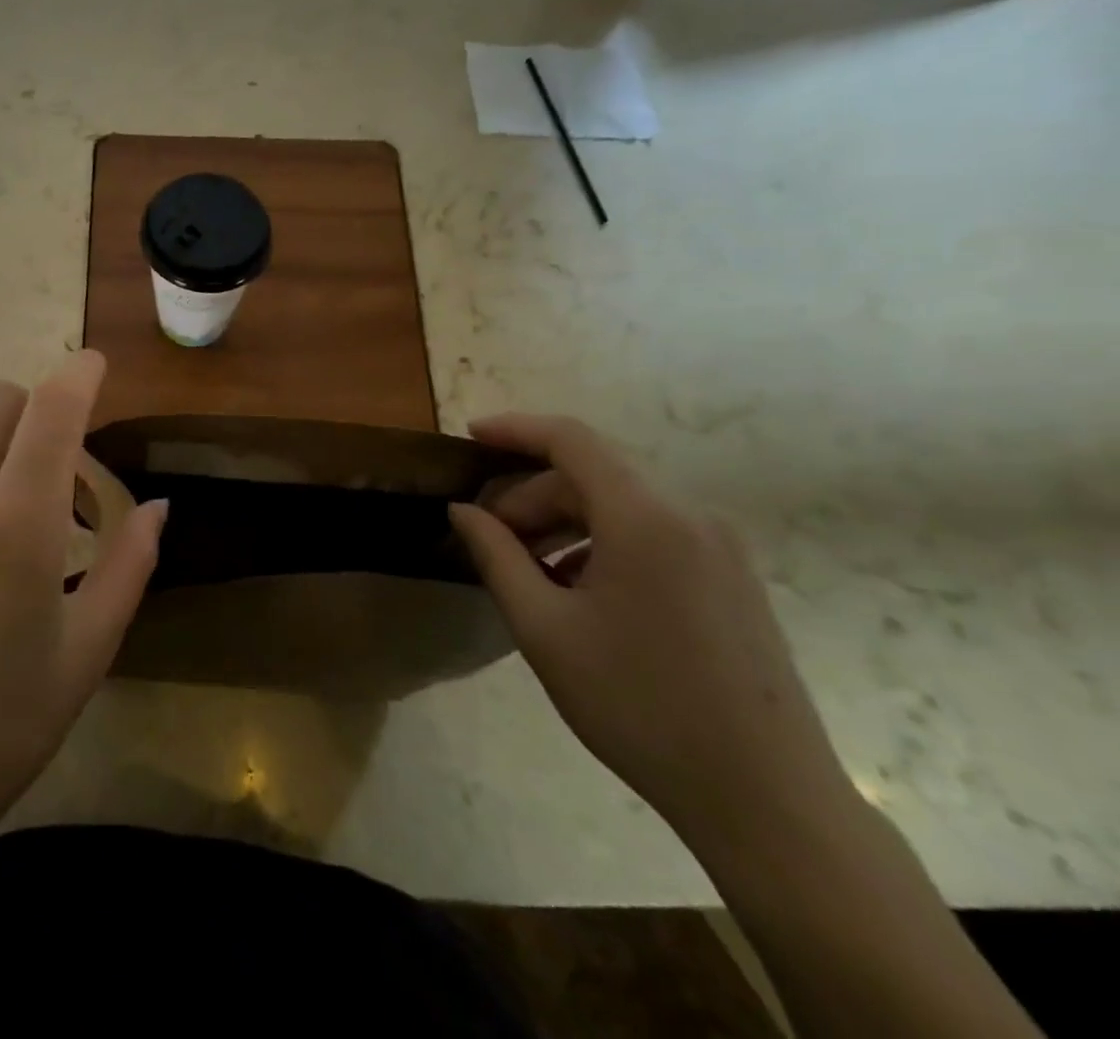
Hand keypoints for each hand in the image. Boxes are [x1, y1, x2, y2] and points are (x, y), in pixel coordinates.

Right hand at [449, 414, 851, 851]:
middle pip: (593, 475)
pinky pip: (653, 533)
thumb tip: (463, 510)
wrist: (767, 801)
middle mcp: (690, 516)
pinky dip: (602, 542)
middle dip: (531, 495)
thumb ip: (496, 556)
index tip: (469, 438)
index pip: (571, 439)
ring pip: (622, 505)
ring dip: (564, 520)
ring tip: (528, 569)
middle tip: (490, 538)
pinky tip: (579, 591)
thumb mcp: (545, 629)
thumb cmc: (639, 706)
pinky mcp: (733, 578)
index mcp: (645, 519)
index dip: (515, 429)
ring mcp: (720, 547)